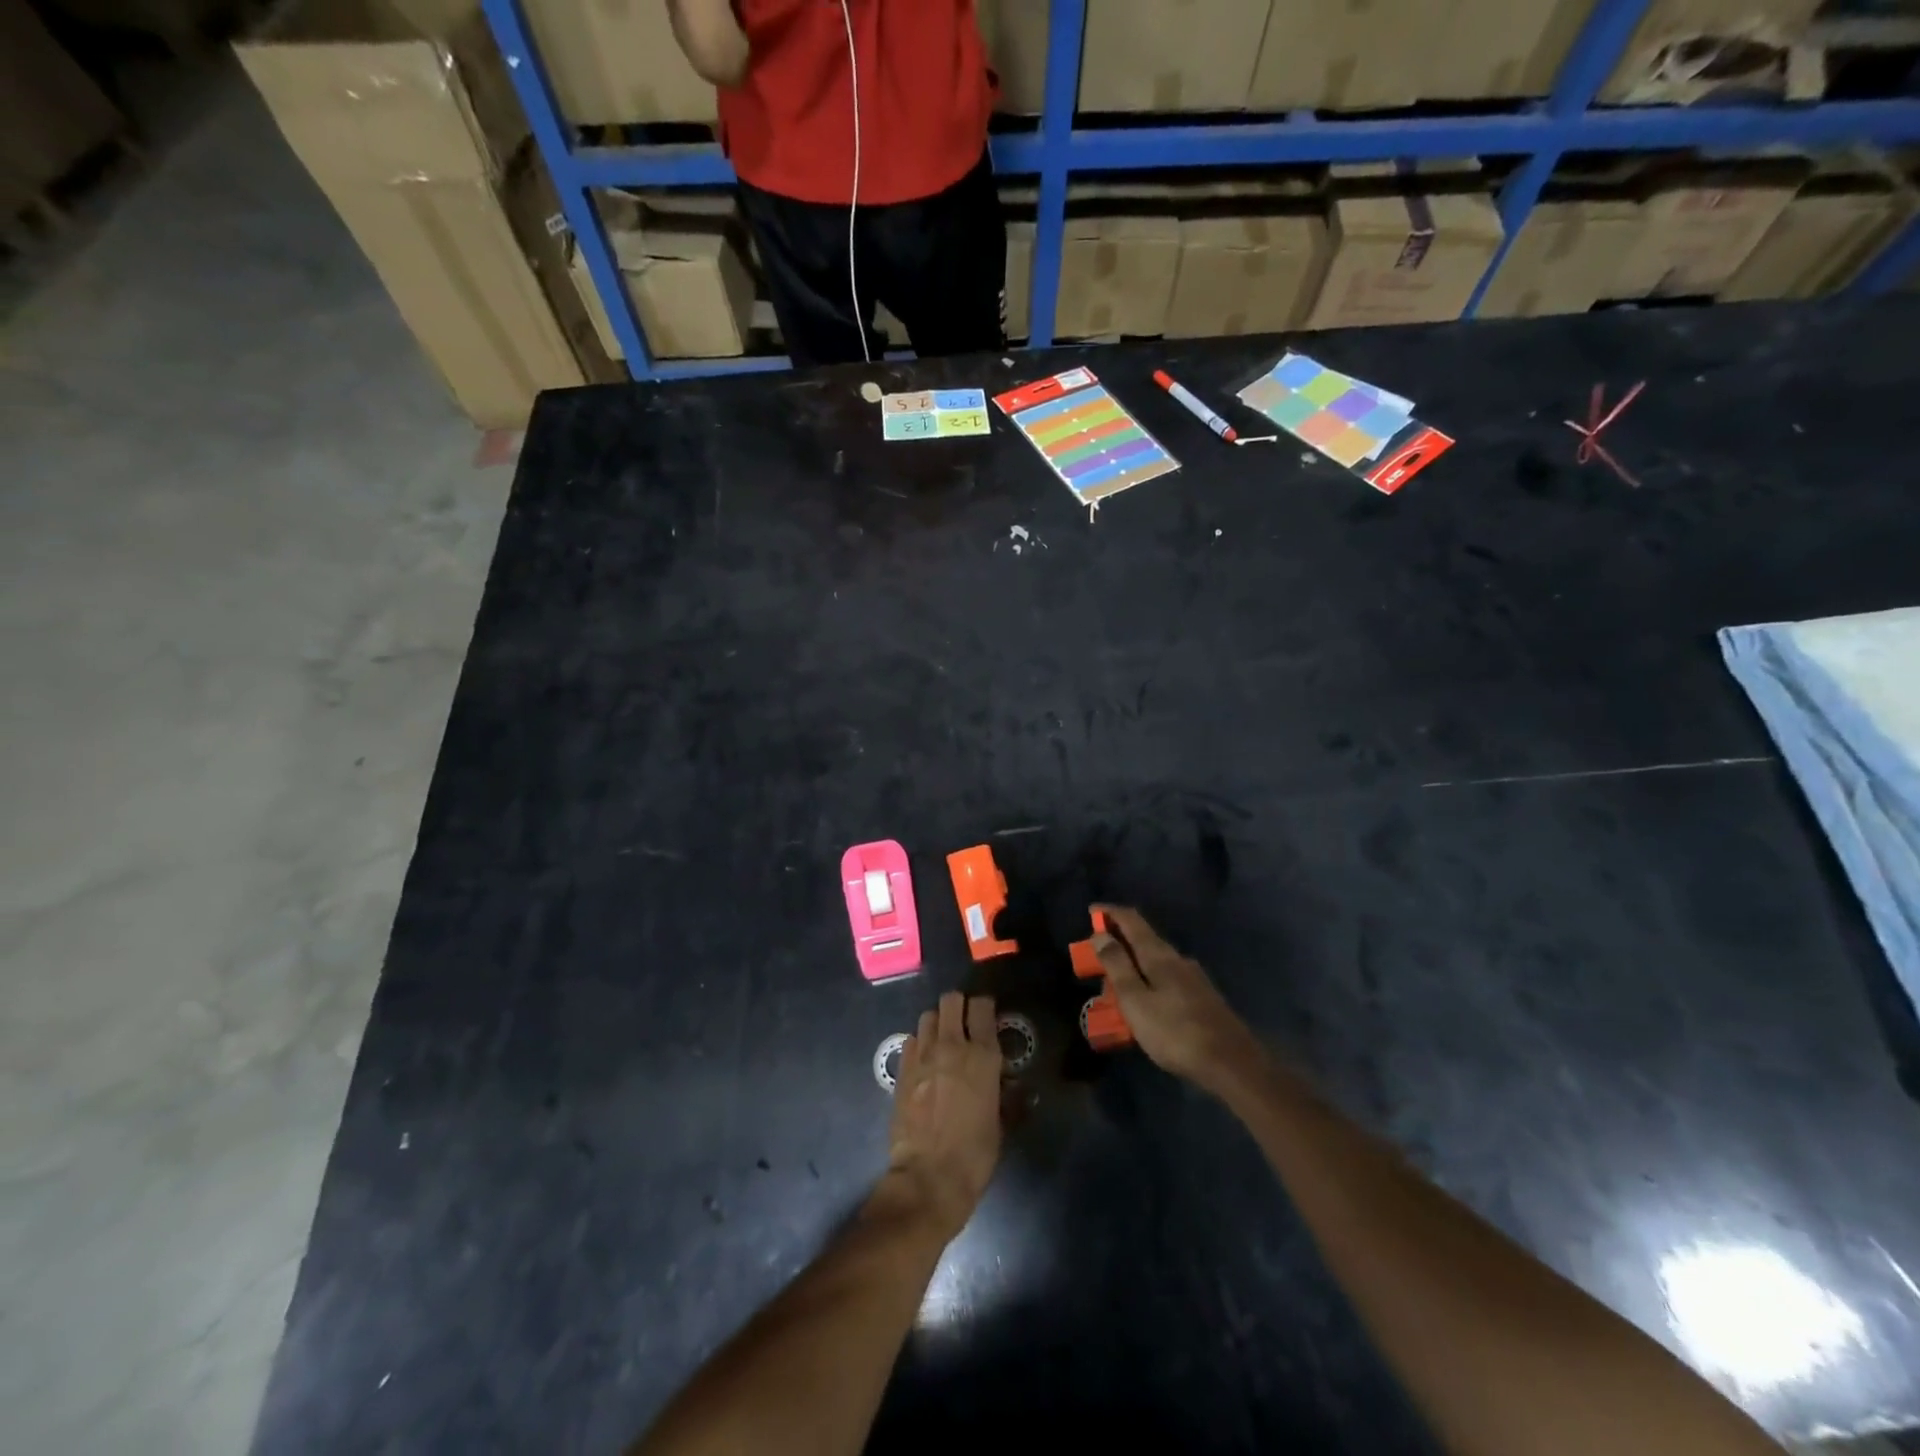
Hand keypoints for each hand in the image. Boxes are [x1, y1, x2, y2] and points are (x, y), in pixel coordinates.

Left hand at [882, 992, 1003, 1239]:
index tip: (987, 1017)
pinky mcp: (902, 1069)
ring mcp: (923, 1055)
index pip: (982, 1006)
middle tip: (964, 1023)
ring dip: (937, 1023)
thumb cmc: (974, 1154)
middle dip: (958, 1006)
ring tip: (943, 1041)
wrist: (929, 1177)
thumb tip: (1012, 1086)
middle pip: (950, 1000)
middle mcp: (952, 1045)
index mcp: (983, 1055)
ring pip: (928, 1016)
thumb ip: (1006, 1095)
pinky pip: (911, 1040)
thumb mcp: (1000, 1123)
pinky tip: (924, 1062)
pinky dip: (919, 1044)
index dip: (984, 1006)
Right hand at [1092, 906, 1261, 1088]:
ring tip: (1116, 985)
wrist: (1232, 1064)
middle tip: (1096, 957)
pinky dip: (1148, 980)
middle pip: (1144, 939)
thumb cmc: (1175, 1032)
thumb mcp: (1136, 1000)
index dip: (1110, 912)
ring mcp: (1194, 978)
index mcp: (1159, 955)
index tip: (1091, 910)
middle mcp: (1178, 959)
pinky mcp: (1202, 997)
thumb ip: (1117, 965)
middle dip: (1118, 942)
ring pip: (1156, 960)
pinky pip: (1166, 978)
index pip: (1132, 920)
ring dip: (1133, 963)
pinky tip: (1146, 1002)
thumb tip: (1100, 934)